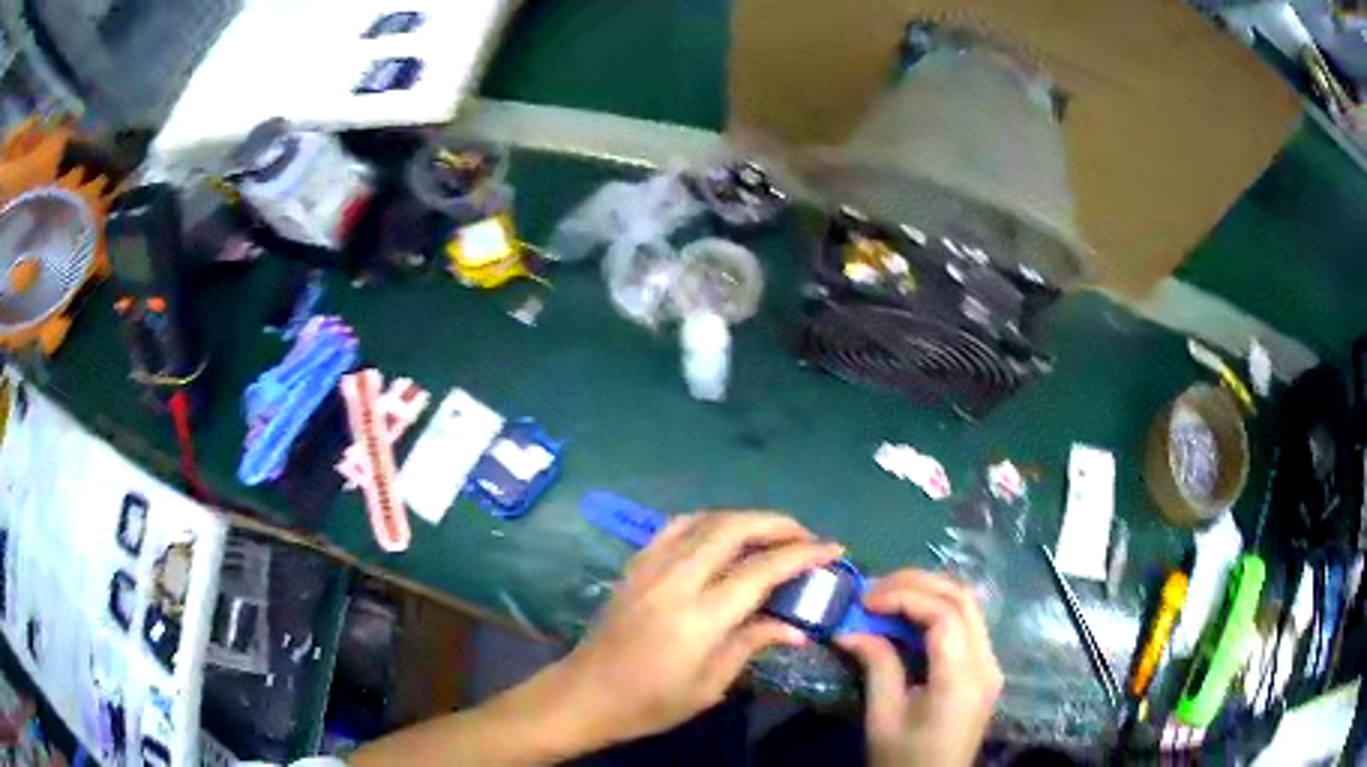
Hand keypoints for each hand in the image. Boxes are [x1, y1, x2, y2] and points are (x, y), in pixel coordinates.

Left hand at [553, 511, 843, 747]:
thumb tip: (796, 627)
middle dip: (777, 523)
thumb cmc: (651, 701)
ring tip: (772, 532)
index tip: (833, 549)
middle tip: (806, 535)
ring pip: (705, 519)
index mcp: (699, 616)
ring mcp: (650, 566)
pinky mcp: (635, 564)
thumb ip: (752, 644)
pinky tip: (723, 535)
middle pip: (733, 528)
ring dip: (745, 518)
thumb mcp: (709, 684)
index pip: (761, 570)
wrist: (585, 693)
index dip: (802, 555)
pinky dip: (709, 521)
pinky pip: (677, 526)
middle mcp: (676, 579)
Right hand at [836, 570, 1002, 766]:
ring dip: (927, 594)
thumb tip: (850, 630)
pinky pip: (965, 625)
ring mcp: (989, 665)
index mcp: (962, 678)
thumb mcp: (884, 717)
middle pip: (962, 599)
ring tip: (885, 598)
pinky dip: (936, 612)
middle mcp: (986, 663)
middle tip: (873, 590)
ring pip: (967, 607)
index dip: (904, 596)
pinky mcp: (983, 671)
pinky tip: (907, 619)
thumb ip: (877, 666)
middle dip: (917, 584)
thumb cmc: (904, 760)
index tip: (864, 600)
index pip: (944, 614)